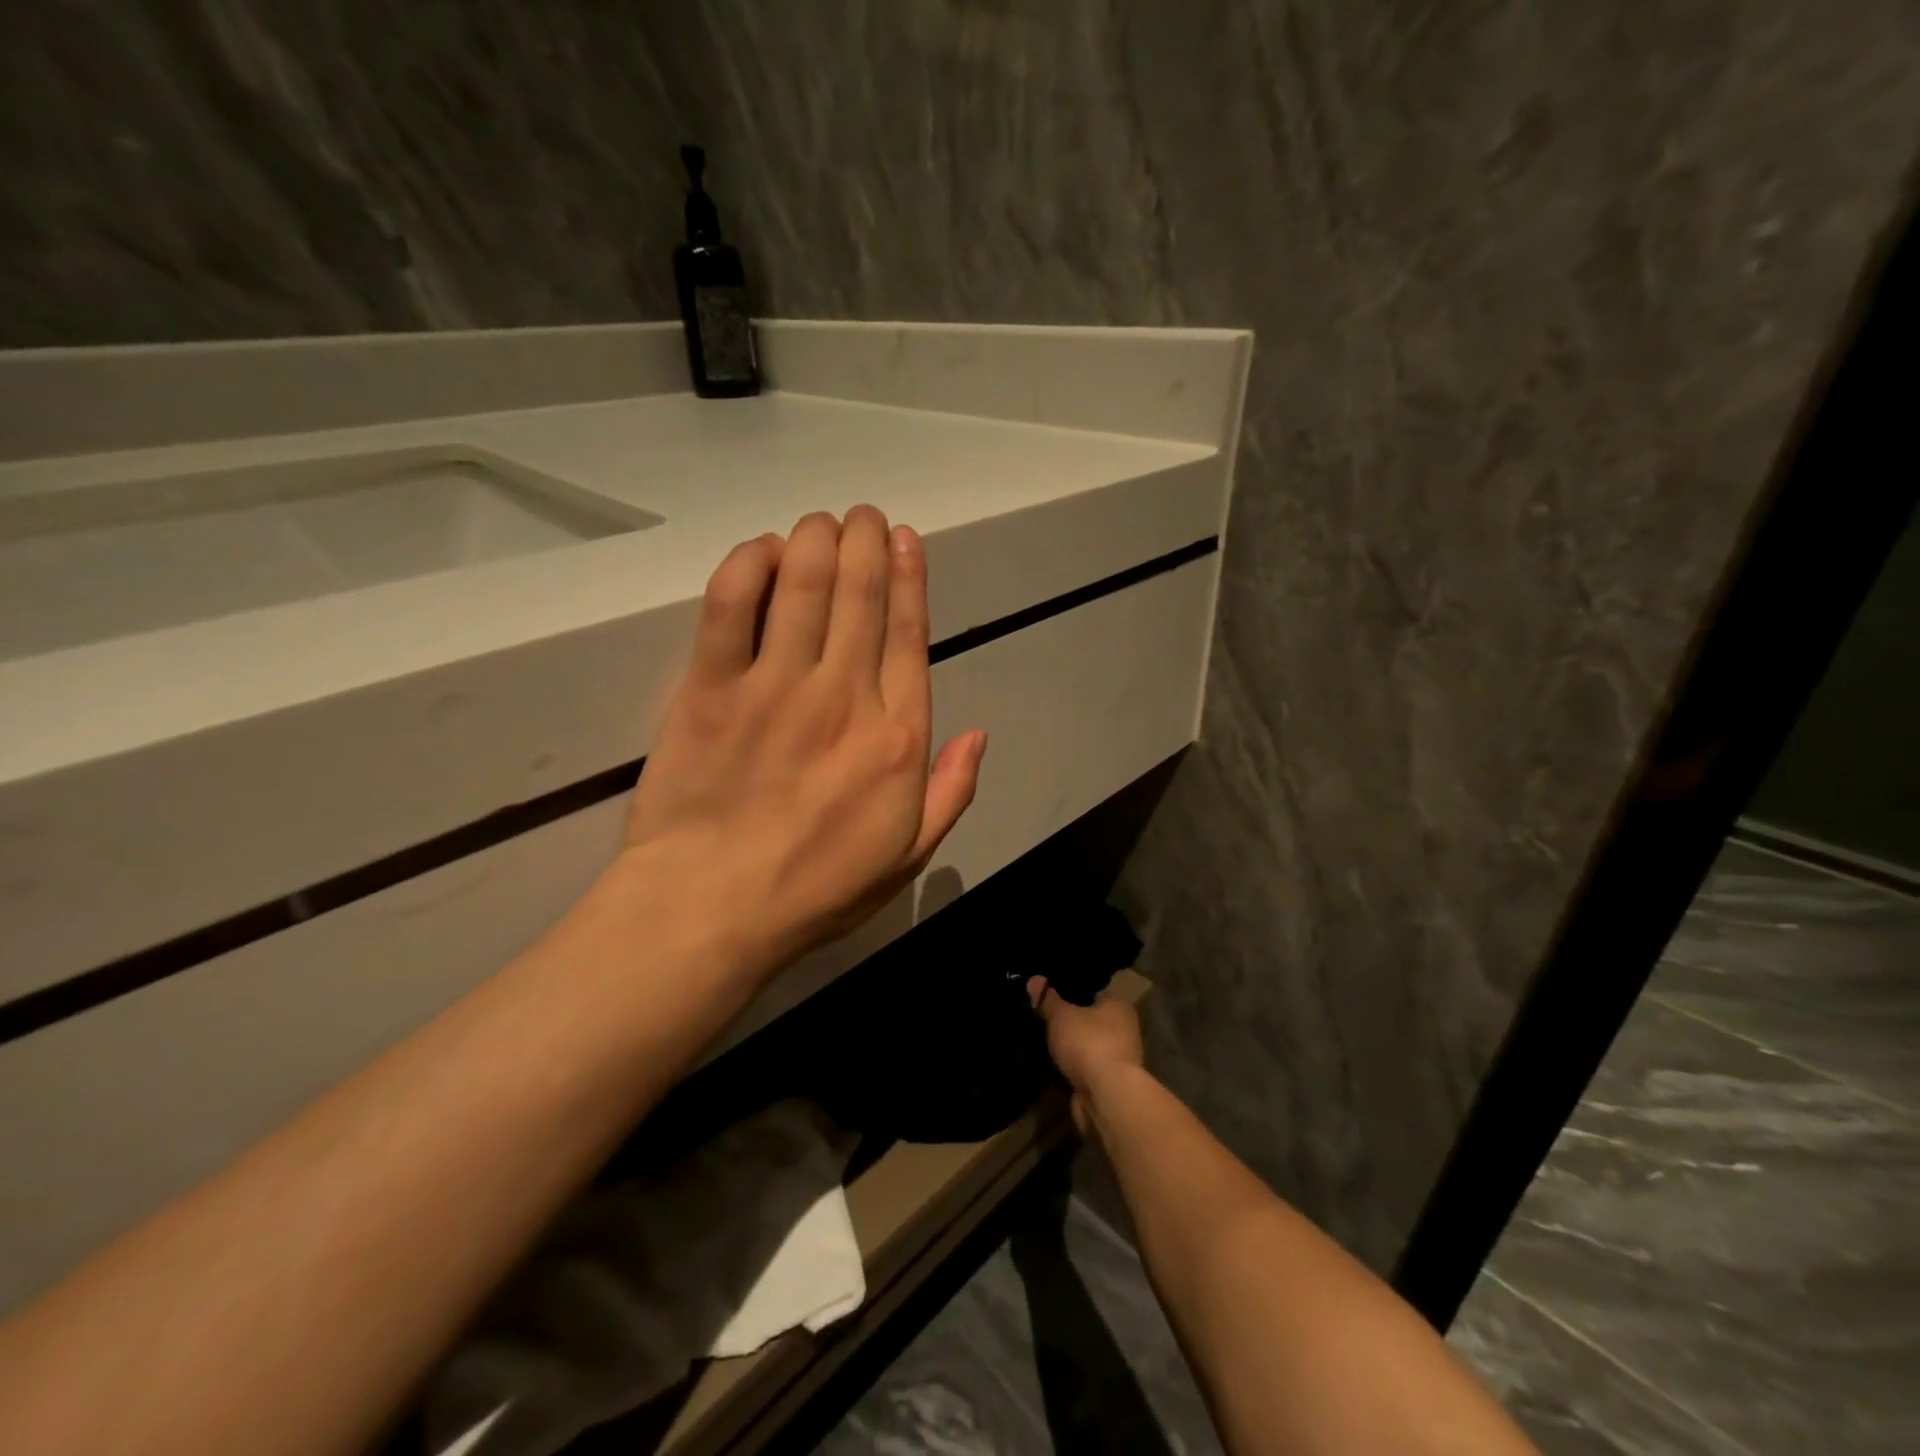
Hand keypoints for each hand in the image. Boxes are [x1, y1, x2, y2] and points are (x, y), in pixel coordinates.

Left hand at [620, 507, 987, 978]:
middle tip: (861, 516)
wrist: (711, 911)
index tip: (905, 539)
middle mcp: (844, 696)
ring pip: (805, 585)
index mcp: (897, 737)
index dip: (909, 578)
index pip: (910, 634)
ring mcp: (775, 687)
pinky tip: (761, 551)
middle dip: (864, 541)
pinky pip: (731, 606)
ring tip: (819, 523)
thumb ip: (951, 792)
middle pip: (861, 594)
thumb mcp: (908, 857)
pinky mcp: (711, 689)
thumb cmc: (815, 890)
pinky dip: (748, 565)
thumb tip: (979, 733)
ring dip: (816, 539)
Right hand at [1027, 977, 1145, 1132]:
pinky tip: (1052, 1066)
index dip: (1072, 992)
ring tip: (1043, 1042)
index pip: (1094, 992)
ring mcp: (1118, 1059)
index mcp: (1119, 1006)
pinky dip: (1072, 1069)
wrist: (1106, 1097)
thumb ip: (1047, 999)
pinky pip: (1085, 1069)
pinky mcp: (1109, 1084)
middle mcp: (1124, 1030)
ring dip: (1071, 1049)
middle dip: (1071, 1022)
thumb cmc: (1088, 1043)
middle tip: (1042, 1018)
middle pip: (1091, 1020)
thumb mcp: (1060, 1015)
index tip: (1050, 994)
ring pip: (1088, 1046)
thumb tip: (1034, 979)